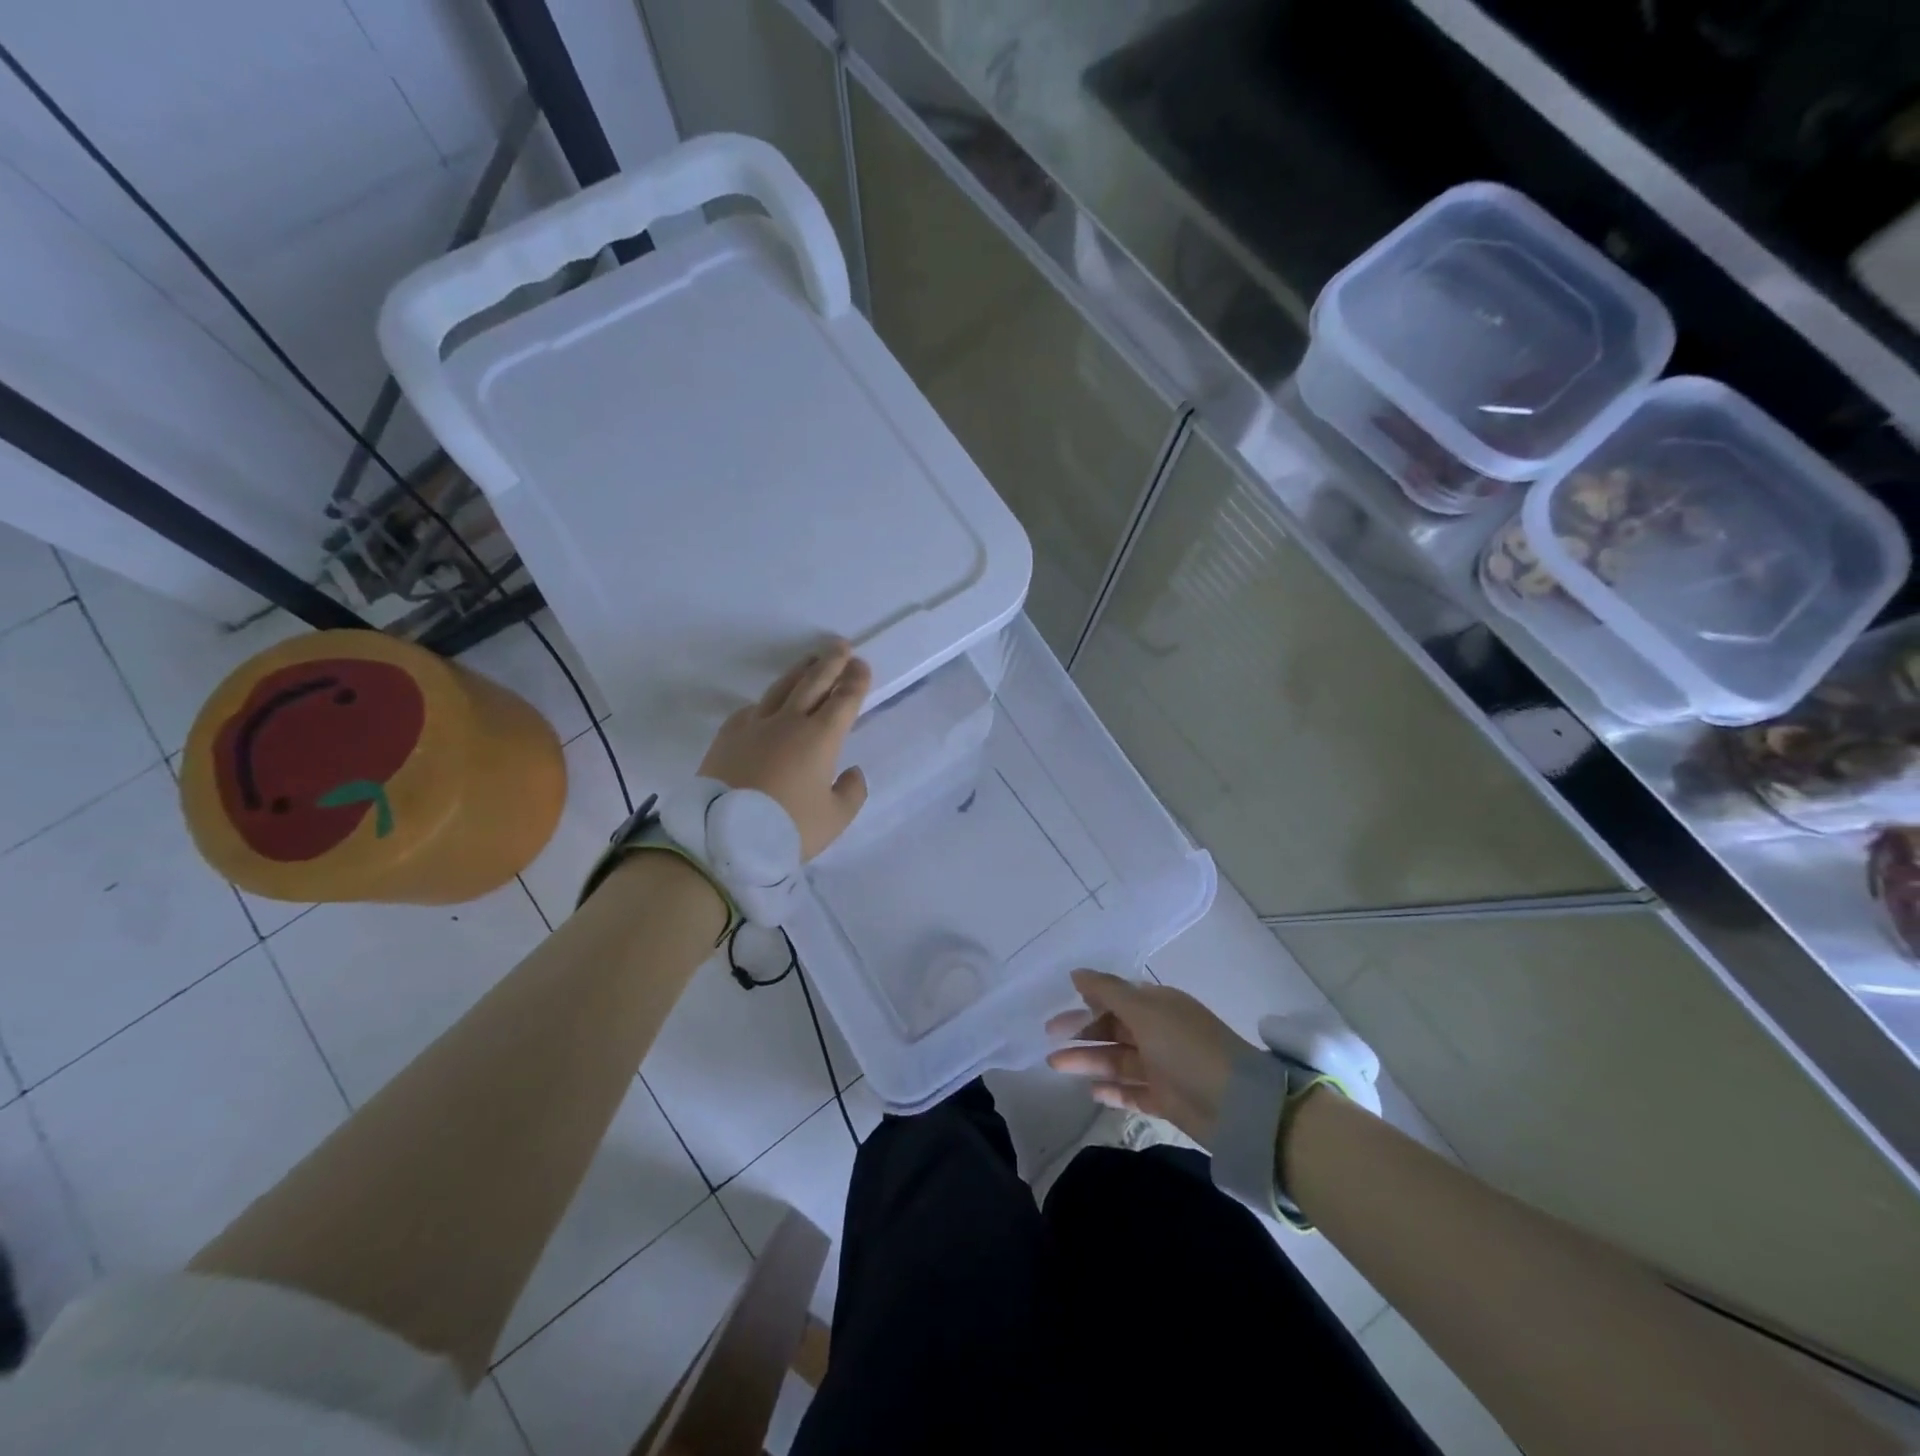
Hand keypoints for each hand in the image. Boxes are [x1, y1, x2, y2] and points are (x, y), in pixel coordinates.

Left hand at [700, 641, 871, 860]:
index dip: (855, 681)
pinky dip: (767, 701)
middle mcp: (788, 722)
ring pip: (781, 689)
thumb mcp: (834, 819)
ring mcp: (754, 726)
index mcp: (820, 738)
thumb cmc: (787, 829)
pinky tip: (768, 703)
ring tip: (810, 660)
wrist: (722, 838)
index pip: (844, 700)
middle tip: (840, 646)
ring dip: (799, 671)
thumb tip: (852, 772)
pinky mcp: (727, 737)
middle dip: (831, 663)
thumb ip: (851, 793)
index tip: (862, 665)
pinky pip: (751, 709)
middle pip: (813, 683)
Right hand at [1045, 969, 1254, 1147]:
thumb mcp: (1146, 1012)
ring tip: (1055, 1064)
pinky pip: (1133, 1092)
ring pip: (1118, 1060)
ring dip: (1088, 1060)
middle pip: (1113, 1029)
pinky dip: (1112, 1091)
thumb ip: (1108, 991)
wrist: (1237, 1106)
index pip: (1117, 998)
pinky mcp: (1167, 1099)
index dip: (1088, 1001)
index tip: (1058, 1006)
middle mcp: (1160, 1032)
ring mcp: (1164, 1067)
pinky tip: (1090, 1091)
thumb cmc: (1187, 1047)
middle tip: (1048, 1038)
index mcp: (1159, 1006)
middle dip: (1082, 1032)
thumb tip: (1077, 972)